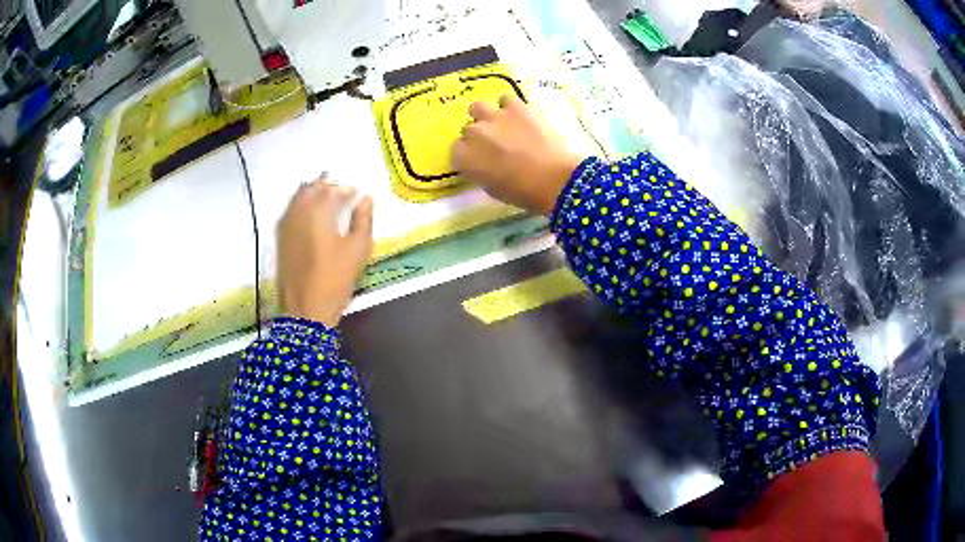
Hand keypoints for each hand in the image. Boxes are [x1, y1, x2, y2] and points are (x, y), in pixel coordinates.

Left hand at [276, 174, 373, 326]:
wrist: (305, 309)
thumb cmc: (335, 280)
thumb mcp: (357, 250)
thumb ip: (363, 220)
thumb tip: (366, 199)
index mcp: (319, 212)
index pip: (333, 189)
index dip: (346, 189)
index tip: (357, 194)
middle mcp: (299, 211)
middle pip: (312, 188)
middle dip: (327, 186)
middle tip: (341, 193)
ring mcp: (286, 224)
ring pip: (298, 196)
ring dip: (312, 193)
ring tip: (326, 199)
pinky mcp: (279, 237)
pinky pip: (290, 209)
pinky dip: (300, 204)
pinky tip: (309, 213)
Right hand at [452, 94, 582, 215]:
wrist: (555, 179)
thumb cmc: (523, 192)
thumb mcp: (492, 189)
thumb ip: (480, 171)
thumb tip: (483, 163)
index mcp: (464, 158)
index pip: (457, 150)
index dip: (469, 154)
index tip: (480, 160)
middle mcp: (473, 133)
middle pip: (469, 129)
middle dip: (479, 136)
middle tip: (495, 145)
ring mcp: (494, 117)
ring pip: (478, 108)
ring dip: (486, 115)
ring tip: (501, 124)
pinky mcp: (516, 106)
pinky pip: (506, 100)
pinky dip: (510, 107)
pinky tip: (519, 116)